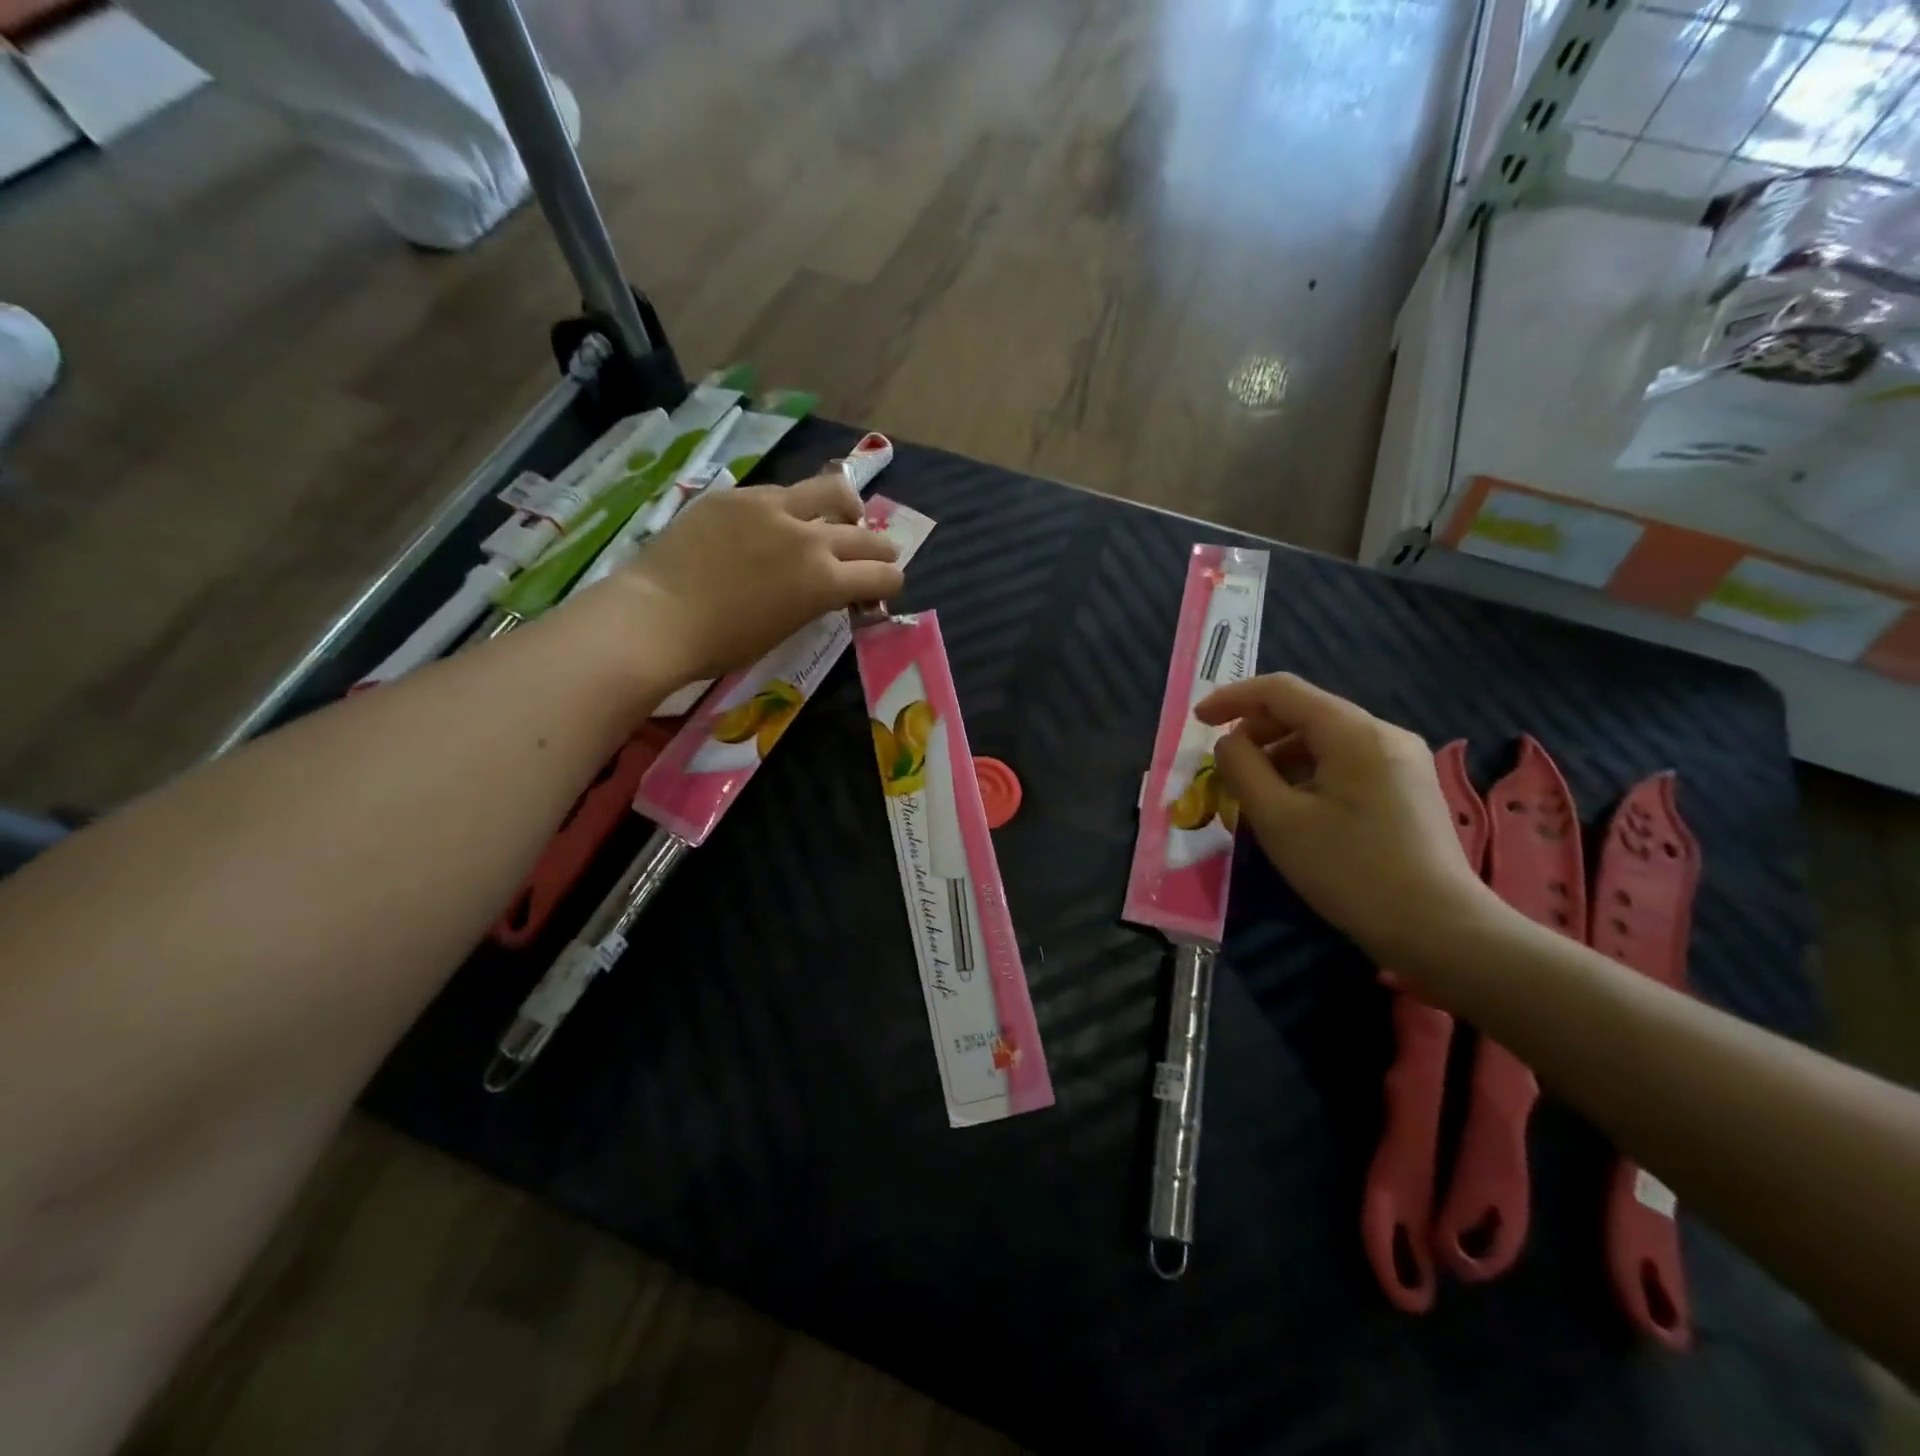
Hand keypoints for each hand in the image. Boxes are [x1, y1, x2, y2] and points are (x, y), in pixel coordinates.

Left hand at [609, 473, 904, 681]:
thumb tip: (832, 588)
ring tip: (843, 516)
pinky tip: (778, 520)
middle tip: (877, 556)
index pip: (885, 574)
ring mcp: (773, 508)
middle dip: (881, 549)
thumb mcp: (787, 628)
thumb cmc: (723, 644)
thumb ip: (817, 600)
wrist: (658, 616)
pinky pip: (781, 492)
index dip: (889, 584)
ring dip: (848, 508)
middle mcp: (810, 537)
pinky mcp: (739, 494)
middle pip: (867, 534)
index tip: (879, 591)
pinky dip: (793, 507)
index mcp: (826, 581)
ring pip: (833, 491)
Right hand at [1195, 674, 1500, 963]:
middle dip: (1257, 732)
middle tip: (1226, 768)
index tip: (1198, 721)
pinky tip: (1295, 807)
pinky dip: (1309, 772)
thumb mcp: (1279, 820)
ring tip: (1255, 794)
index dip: (1233, 698)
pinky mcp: (1408, 787)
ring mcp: (1402, 759)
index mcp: (1354, 732)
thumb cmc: (1350, 871)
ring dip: (1280, 756)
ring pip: (1325, 739)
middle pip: (1305, 711)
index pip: (1281, 690)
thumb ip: (1243, 769)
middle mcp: (1383, 733)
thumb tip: (1229, 742)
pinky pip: (1346, 762)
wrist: (1441, 930)